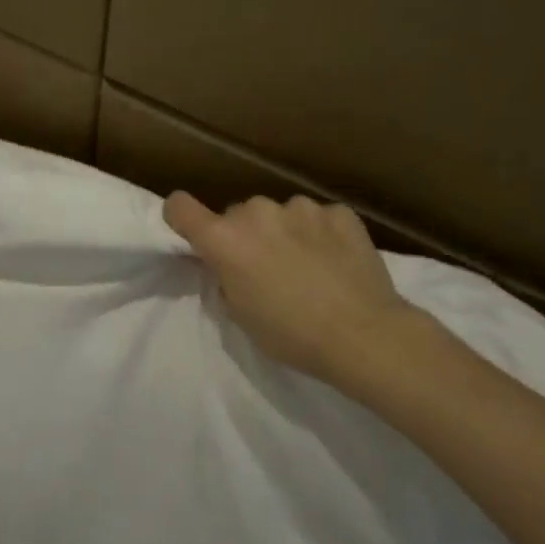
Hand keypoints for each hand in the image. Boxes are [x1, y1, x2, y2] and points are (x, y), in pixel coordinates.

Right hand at [163, 191, 424, 388]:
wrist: (364, 335)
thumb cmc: (291, 335)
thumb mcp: (240, 313)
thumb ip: (225, 277)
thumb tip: (229, 264)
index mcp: (224, 240)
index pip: (180, 208)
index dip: (181, 217)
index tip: (193, 232)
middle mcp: (256, 212)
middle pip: (237, 214)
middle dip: (245, 234)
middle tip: (264, 267)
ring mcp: (300, 208)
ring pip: (279, 213)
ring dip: (283, 231)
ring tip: (307, 265)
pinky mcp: (338, 212)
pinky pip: (317, 217)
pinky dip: (320, 233)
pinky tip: (336, 261)